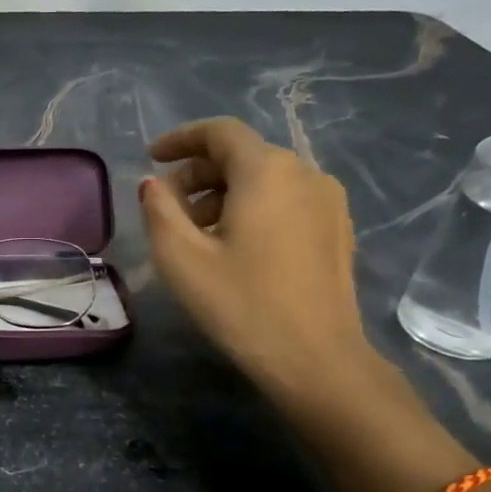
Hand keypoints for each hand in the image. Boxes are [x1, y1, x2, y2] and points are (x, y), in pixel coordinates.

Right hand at [139, 117, 372, 392]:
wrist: (316, 359)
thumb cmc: (241, 303)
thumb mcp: (181, 257)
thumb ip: (159, 209)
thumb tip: (153, 184)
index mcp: (266, 170)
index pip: (220, 132)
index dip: (181, 138)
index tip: (152, 157)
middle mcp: (304, 173)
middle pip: (243, 155)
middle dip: (198, 173)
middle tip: (167, 206)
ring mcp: (328, 201)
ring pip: (266, 179)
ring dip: (224, 193)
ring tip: (197, 232)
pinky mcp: (338, 229)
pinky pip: (287, 200)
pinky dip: (253, 208)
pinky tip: (235, 246)